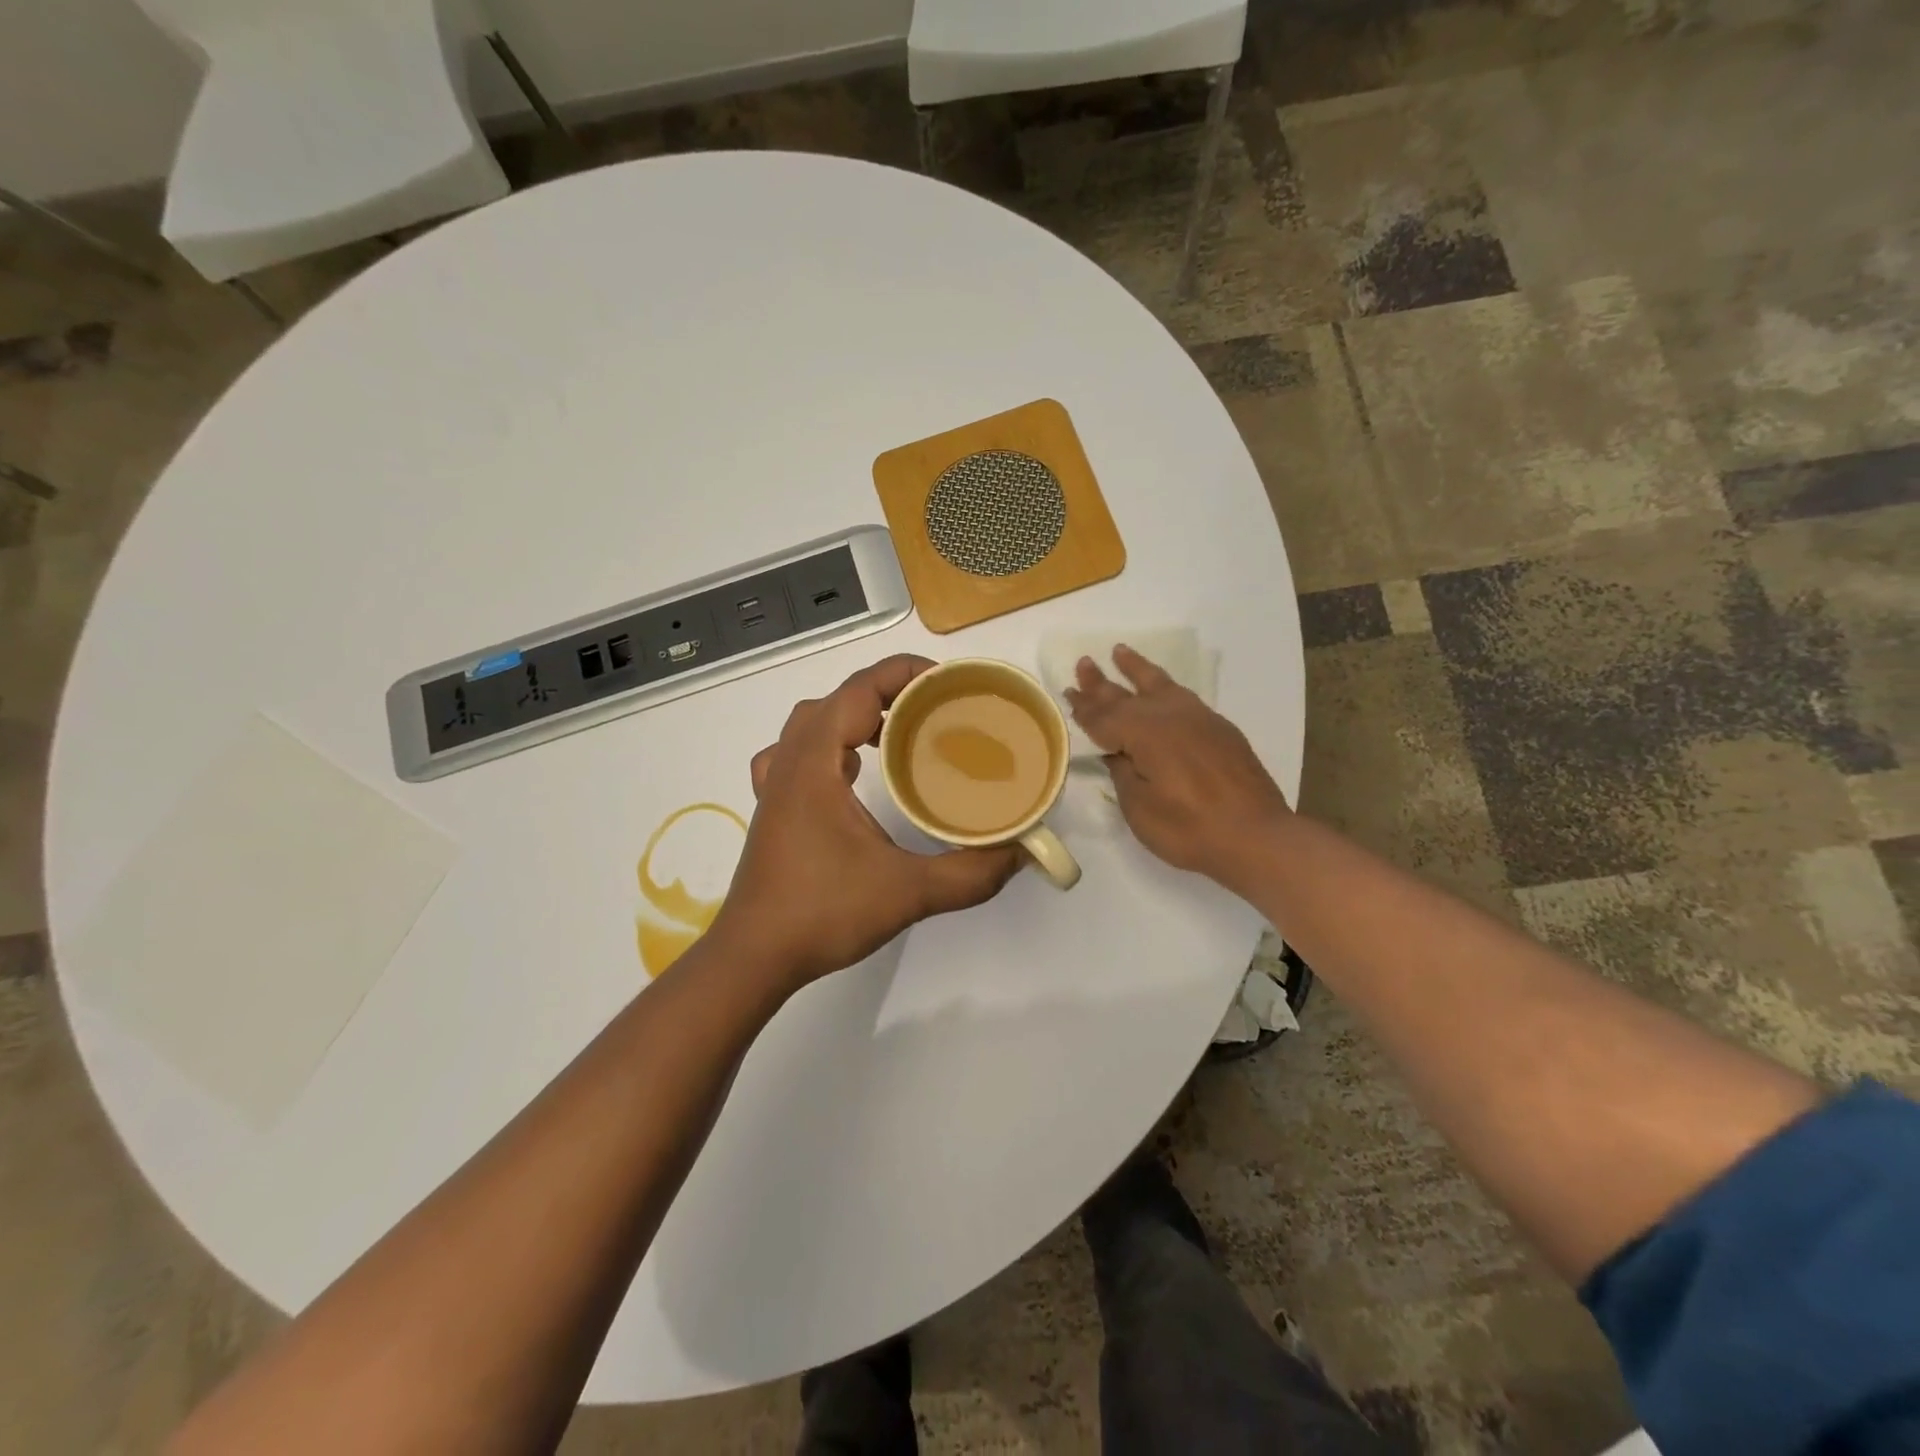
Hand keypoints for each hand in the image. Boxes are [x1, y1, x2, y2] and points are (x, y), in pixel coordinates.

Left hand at [714, 655, 1022, 990]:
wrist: (755, 956)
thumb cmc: (822, 914)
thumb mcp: (907, 893)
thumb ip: (969, 874)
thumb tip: (1020, 854)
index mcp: (816, 765)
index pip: (858, 691)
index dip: (903, 673)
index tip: (948, 683)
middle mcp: (791, 763)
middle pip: (836, 699)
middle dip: (887, 692)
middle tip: (933, 710)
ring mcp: (775, 786)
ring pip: (811, 722)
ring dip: (853, 715)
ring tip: (897, 733)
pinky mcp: (774, 809)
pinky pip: (796, 753)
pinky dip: (826, 745)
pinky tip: (850, 770)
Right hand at [1064, 645, 1291, 889]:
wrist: (1256, 837)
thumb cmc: (1189, 829)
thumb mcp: (1140, 809)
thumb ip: (1123, 773)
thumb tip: (1116, 752)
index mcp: (1145, 734)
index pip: (1105, 717)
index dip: (1085, 708)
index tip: (1068, 692)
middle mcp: (1170, 716)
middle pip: (1127, 696)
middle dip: (1102, 682)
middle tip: (1084, 663)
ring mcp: (1199, 719)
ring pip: (1160, 685)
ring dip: (1137, 670)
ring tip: (1121, 651)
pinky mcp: (1220, 729)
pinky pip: (1183, 697)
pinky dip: (1165, 687)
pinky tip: (1163, 689)